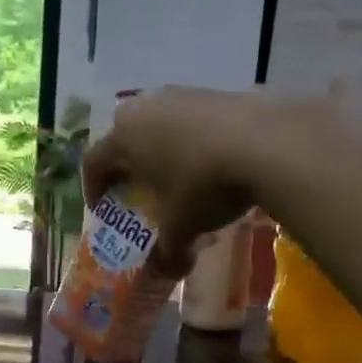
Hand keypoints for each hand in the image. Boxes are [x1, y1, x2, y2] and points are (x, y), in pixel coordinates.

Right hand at [82, 87, 285, 275]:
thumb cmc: (205, 185)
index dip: (93, 189)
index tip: (103, 209)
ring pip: (156, 122)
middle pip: (121, 136)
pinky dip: (189, 138)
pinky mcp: (213, 91)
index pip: (93, 163)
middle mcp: (144, 110)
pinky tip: (209, 159)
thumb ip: (169, 251)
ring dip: (158, 148)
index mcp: (123, 139)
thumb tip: (169, 271)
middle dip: (125, 164)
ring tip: (176, 173)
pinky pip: (188, 117)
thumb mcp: (182, 227)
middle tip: (136, 189)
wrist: (268, 141)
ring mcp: (179, 95)